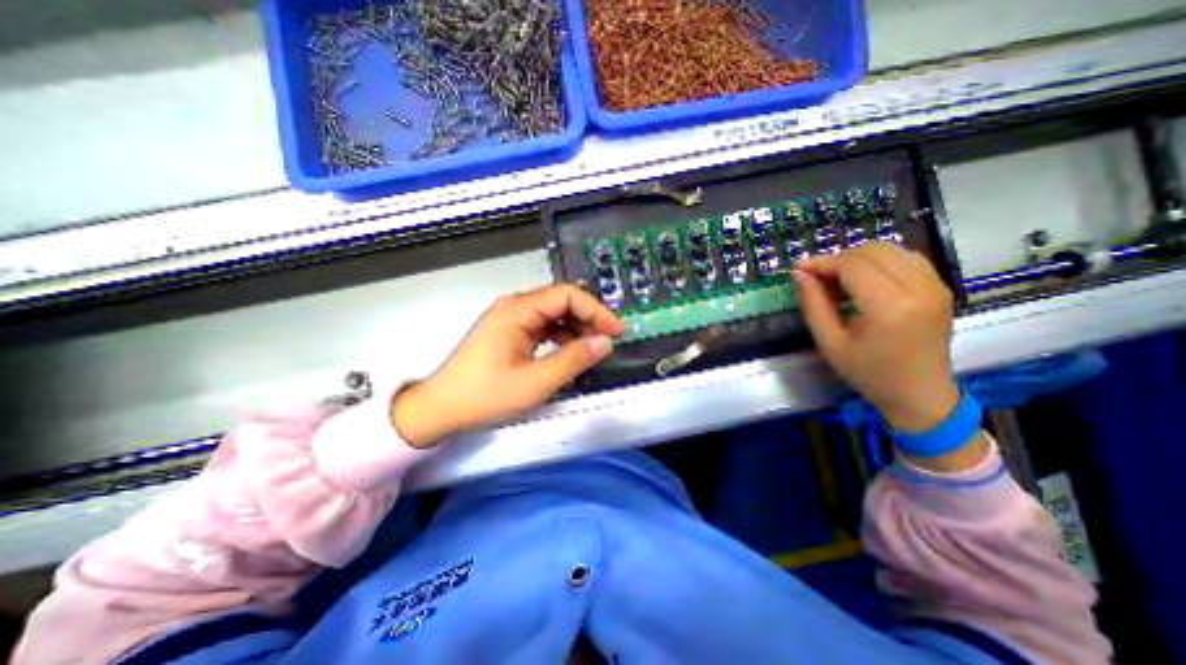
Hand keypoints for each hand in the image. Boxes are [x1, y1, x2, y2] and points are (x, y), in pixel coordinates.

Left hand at [394, 283, 628, 449]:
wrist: (440, 409)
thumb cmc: (483, 396)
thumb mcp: (534, 383)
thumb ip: (573, 360)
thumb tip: (604, 342)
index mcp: (517, 310)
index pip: (567, 295)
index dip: (596, 310)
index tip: (616, 330)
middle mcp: (514, 307)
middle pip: (561, 301)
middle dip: (589, 318)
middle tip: (608, 340)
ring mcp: (511, 319)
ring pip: (554, 314)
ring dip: (577, 328)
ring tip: (593, 348)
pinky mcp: (510, 332)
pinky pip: (544, 327)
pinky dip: (562, 337)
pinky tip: (570, 353)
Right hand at [791, 242, 956, 433]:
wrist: (919, 394)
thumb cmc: (868, 373)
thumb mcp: (829, 342)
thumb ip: (813, 303)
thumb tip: (799, 273)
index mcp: (890, 308)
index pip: (852, 265)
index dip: (822, 262)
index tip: (799, 269)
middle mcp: (919, 289)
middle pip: (873, 251)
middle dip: (839, 258)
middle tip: (818, 278)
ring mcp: (936, 286)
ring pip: (891, 249)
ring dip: (859, 258)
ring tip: (839, 279)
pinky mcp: (942, 287)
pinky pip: (907, 258)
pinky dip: (880, 261)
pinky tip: (865, 280)